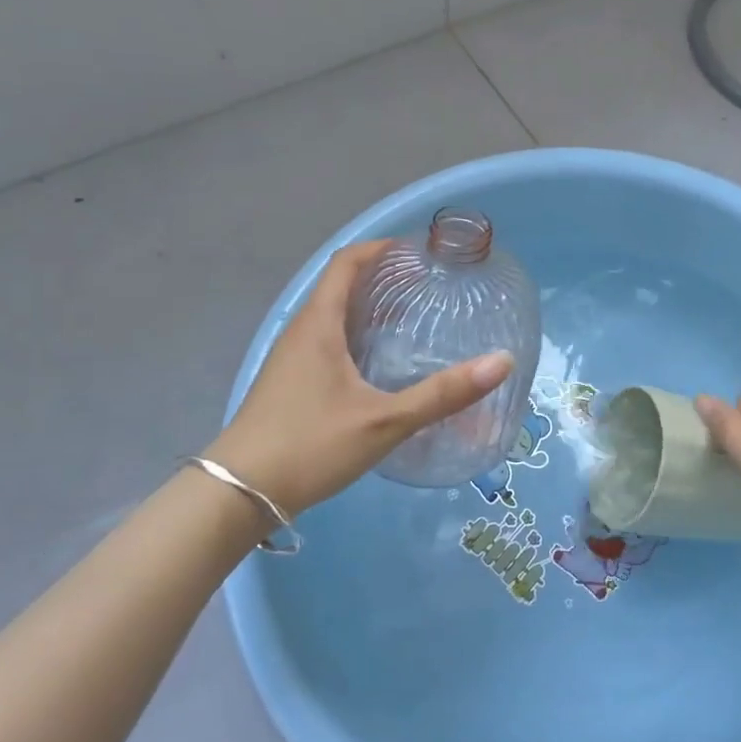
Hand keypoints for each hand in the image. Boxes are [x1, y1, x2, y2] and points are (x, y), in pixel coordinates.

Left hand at [208, 240, 513, 516]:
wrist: (239, 494)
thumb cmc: (311, 446)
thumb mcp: (385, 421)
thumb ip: (443, 394)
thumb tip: (502, 363)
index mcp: (318, 324)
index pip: (346, 262)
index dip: (379, 248)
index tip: (417, 251)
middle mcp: (301, 331)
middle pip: (340, 285)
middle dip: (381, 278)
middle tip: (426, 286)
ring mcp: (290, 358)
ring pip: (331, 316)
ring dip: (367, 308)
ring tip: (410, 319)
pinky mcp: (287, 382)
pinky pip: (325, 341)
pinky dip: (354, 335)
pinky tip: (378, 365)